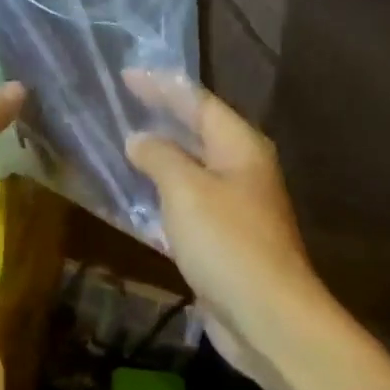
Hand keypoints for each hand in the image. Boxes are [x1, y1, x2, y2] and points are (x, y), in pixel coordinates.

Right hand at [124, 71, 322, 380]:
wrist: (265, 316)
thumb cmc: (227, 243)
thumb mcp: (186, 190)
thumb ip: (160, 157)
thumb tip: (139, 139)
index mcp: (241, 148)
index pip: (199, 102)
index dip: (163, 86)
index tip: (128, 73)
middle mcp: (241, 171)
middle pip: (199, 132)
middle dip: (163, 116)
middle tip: (124, 102)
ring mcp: (234, 208)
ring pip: (191, 170)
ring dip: (160, 157)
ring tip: (124, 143)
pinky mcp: (222, 240)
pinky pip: (186, 205)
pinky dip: (162, 195)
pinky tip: (137, 198)